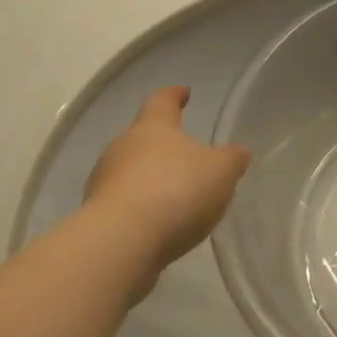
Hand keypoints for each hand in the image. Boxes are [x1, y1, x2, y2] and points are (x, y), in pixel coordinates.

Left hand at [83, 86, 250, 294]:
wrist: (120, 244)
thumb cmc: (175, 191)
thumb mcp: (220, 172)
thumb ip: (231, 159)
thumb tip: (239, 151)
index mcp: (153, 126)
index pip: (162, 100)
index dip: (174, 95)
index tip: (184, 93)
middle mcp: (123, 146)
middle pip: (143, 137)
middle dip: (163, 144)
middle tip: (186, 155)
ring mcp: (104, 182)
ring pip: (130, 171)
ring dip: (150, 178)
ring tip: (175, 195)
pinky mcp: (96, 217)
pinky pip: (123, 203)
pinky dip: (140, 208)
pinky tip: (158, 224)